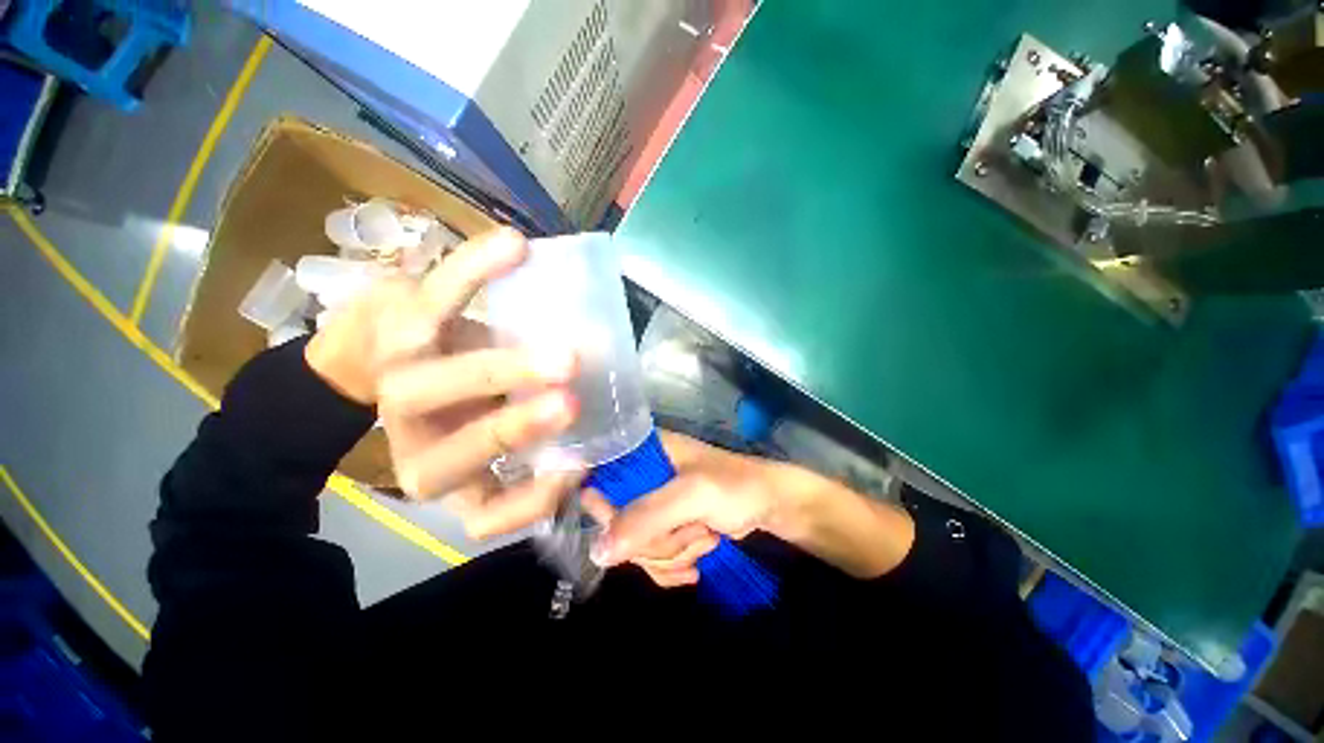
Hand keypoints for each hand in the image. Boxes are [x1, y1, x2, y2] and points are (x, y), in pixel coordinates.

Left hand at [306, 228, 584, 538]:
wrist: (382, 355)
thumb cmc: (460, 401)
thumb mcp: (500, 432)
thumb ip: (543, 441)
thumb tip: (597, 439)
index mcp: (449, 472)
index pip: (490, 512)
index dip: (537, 497)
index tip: (580, 464)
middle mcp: (419, 439)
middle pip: (463, 447)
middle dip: (519, 427)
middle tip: (572, 399)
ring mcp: (404, 378)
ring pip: (439, 382)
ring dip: (504, 366)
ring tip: (562, 354)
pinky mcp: (402, 323)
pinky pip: (439, 296)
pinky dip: (475, 270)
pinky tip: (516, 247)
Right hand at [582, 432, 808, 586]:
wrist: (769, 505)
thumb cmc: (734, 487)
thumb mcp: (692, 495)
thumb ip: (647, 517)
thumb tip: (596, 551)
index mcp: (642, 452)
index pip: (599, 477)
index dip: (604, 507)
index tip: (627, 528)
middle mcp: (641, 476)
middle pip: (616, 522)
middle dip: (656, 540)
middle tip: (690, 530)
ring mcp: (652, 504)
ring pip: (634, 546)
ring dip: (671, 553)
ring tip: (704, 536)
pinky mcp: (665, 527)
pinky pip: (649, 559)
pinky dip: (672, 567)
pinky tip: (696, 563)